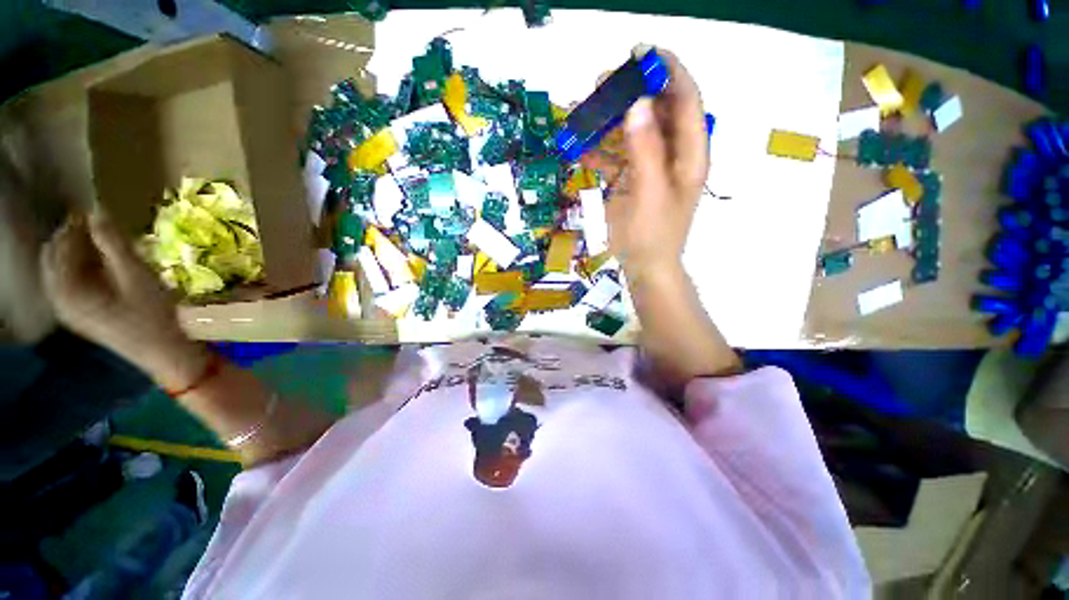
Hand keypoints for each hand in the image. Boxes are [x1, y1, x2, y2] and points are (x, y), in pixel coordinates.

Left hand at [40, 212, 208, 387]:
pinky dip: (80, 267)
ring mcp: (67, 309)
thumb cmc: (151, 315)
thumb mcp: (136, 275)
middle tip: (99, 224)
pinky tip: (101, 264)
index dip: (74, 224)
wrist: (162, 351)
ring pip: (59, 269)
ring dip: (76, 251)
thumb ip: (113, 243)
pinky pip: (68, 282)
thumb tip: (97, 209)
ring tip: (102, 241)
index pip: (59, 245)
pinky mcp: (78, 314)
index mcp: (66, 289)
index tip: (95, 209)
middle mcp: (58, 298)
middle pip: (53, 256)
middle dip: (71, 236)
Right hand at [581, 49, 708, 276]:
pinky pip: (616, 157)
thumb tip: (637, 103)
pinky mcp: (631, 180)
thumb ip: (645, 150)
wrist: (643, 267)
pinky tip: (581, 149)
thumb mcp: (650, 193)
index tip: (640, 53)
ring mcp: (650, 167)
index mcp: (689, 154)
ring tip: (582, 112)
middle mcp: (673, 154)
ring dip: (608, 122)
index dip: (667, 72)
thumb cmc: (652, 236)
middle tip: (601, 84)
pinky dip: (599, 151)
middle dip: (630, 93)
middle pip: (656, 111)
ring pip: (632, 132)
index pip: (686, 100)